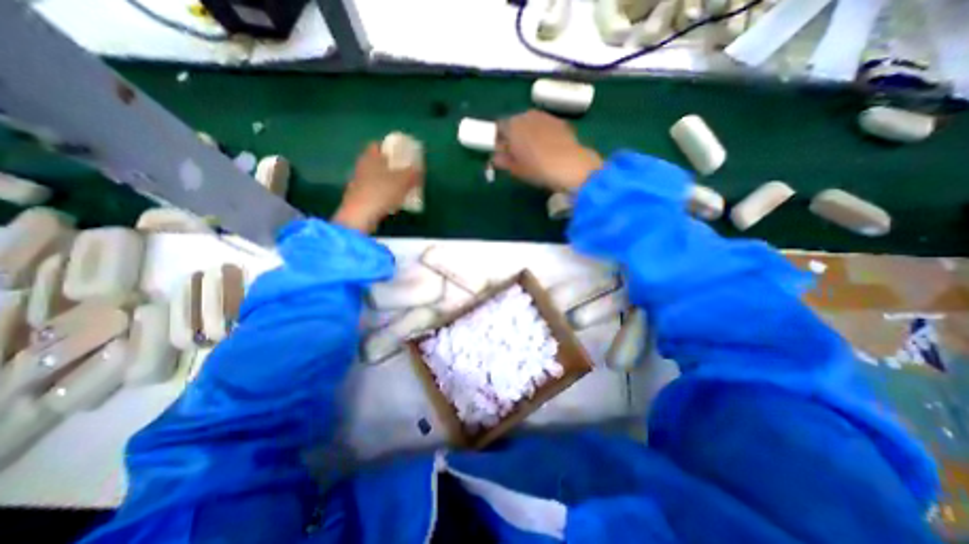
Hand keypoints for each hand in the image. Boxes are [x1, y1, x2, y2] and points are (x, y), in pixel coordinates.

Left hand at [334, 142, 421, 234]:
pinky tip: (390, 202)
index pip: (377, 145)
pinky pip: (372, 191)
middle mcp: (361, 166)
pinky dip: (380, 194)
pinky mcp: (357, 197)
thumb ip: (412, 173)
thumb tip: (419, 169)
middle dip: (388, 166)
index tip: (399, 154)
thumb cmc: (382, 192)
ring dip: (385, 181)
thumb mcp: (403, 181)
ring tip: (399, 188)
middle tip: (402, 172)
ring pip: (373, 177)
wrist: (360, 215)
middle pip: (375, 162)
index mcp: (370, 157)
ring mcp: (357, 182)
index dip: (388, 148)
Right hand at [495, 108, 603, 191]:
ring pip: (530, 123)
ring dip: (528, 134)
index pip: (499, 128)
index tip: (501, 152)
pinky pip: (544, 126)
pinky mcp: (560, 122)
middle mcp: (527, 115)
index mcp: (512, 126)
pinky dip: (542, 134)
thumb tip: (495, 158)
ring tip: (532, 153)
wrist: (571, 166)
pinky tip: (547, 149)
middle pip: (515, 123)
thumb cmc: (538, 169)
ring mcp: (545, 117)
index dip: (498, 140)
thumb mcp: (516, 169)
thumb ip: (502, 161)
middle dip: (513, 136)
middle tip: (516, 154)